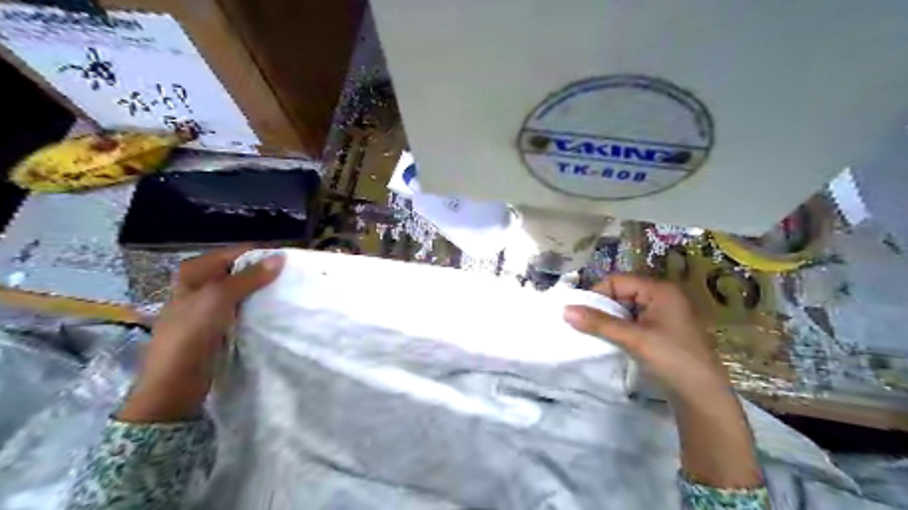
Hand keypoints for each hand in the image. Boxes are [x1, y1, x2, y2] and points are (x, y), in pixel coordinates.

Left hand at [118, 248, 279, 422]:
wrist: (175, 381)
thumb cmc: (191, 332)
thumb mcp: (219, 298)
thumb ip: (250, 277)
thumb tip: (281, 257)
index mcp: (195, 271)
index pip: (237, 252)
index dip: (262, 255)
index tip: (289, 262)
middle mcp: (201, 284)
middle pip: (240, 270)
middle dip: (264, 273)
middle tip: (292, 278)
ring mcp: (209, 305)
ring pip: (243, 289)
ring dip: (262, 291)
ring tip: (288, 292)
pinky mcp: (218, 324)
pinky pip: (243, 307)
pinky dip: (257, 306)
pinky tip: (274, 309)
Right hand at [566, 278, 759, 488]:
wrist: (703, 397)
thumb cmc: (672, 359)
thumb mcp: (633, 338)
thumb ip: (599, 323)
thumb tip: (565, 310)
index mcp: (660, 290)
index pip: (618, 281)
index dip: (597, 294)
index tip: (581, 313)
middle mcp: (663, 296)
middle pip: (622, 293)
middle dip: (602, 308)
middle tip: (586, 325)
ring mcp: (664, 314)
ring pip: (626, 309)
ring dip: (610, 320)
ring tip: (596, 334)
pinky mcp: (662, 331)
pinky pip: (634, 321)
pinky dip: (620, 329)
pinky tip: (611, 341)